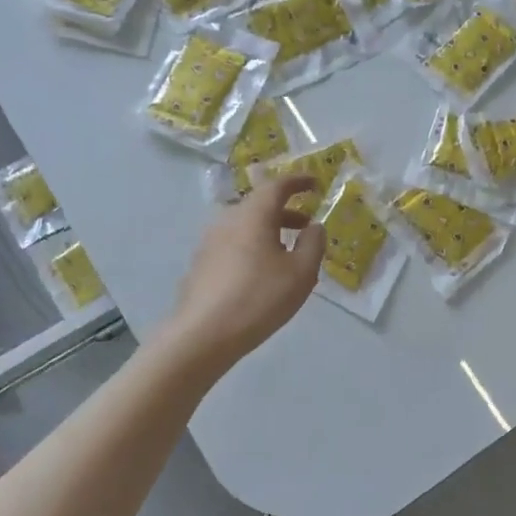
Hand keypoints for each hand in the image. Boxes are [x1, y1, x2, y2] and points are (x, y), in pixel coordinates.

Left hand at [162, 175, 324, 369]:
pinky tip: (261, 272)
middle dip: (285, 211)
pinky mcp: (201, 264)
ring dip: (268, 230)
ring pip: (245, 225)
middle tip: (305, 225)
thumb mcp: (301, 273)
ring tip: (286, 252)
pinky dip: (252, 246)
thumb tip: (314, 226)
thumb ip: (313, 244)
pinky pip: (233, 243)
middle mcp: (228, 220)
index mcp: (253, 215)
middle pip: (259, 205)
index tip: (315, 183)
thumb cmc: (259, 298)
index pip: (277, 185)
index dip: (298, 181)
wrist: (203, 334)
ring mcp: (209, 242)